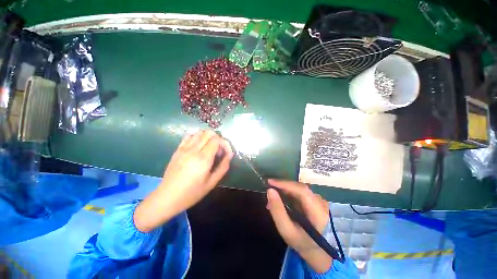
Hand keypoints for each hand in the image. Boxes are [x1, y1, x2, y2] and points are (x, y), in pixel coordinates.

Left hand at [134, 130, 232, 231]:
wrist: (167, 197)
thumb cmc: (192, 192)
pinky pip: (189, 136)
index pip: (217, 140)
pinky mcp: (178, 150)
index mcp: (203, 158)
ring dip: (208, 137)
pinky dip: (197, 137)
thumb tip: (229, 155)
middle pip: (209, 133)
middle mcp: (193, 150)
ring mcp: (184, 148)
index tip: (227, 153)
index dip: (225, 144)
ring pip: (199, 132)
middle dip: (218, 138)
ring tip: (210, 148)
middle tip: (219, 150)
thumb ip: (223, 166)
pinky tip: (199, 147)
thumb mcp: (212, 182)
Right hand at [266, 179, 331, 272]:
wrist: (317, 249)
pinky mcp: (314, 200)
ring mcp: (318, 200)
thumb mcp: (287, 231)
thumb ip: (278, 211)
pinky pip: (299, 192)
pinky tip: (280, 197)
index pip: (302, 191)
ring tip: (273, 194)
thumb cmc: (301, 242)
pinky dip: (288, 192)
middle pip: (300, 187)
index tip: (270, 182)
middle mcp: (321, 202)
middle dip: (283, 185)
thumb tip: (269, 191)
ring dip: (284, 189)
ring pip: (298, 188)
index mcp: (318, 212)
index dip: (286, 184)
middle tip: (268, 186)